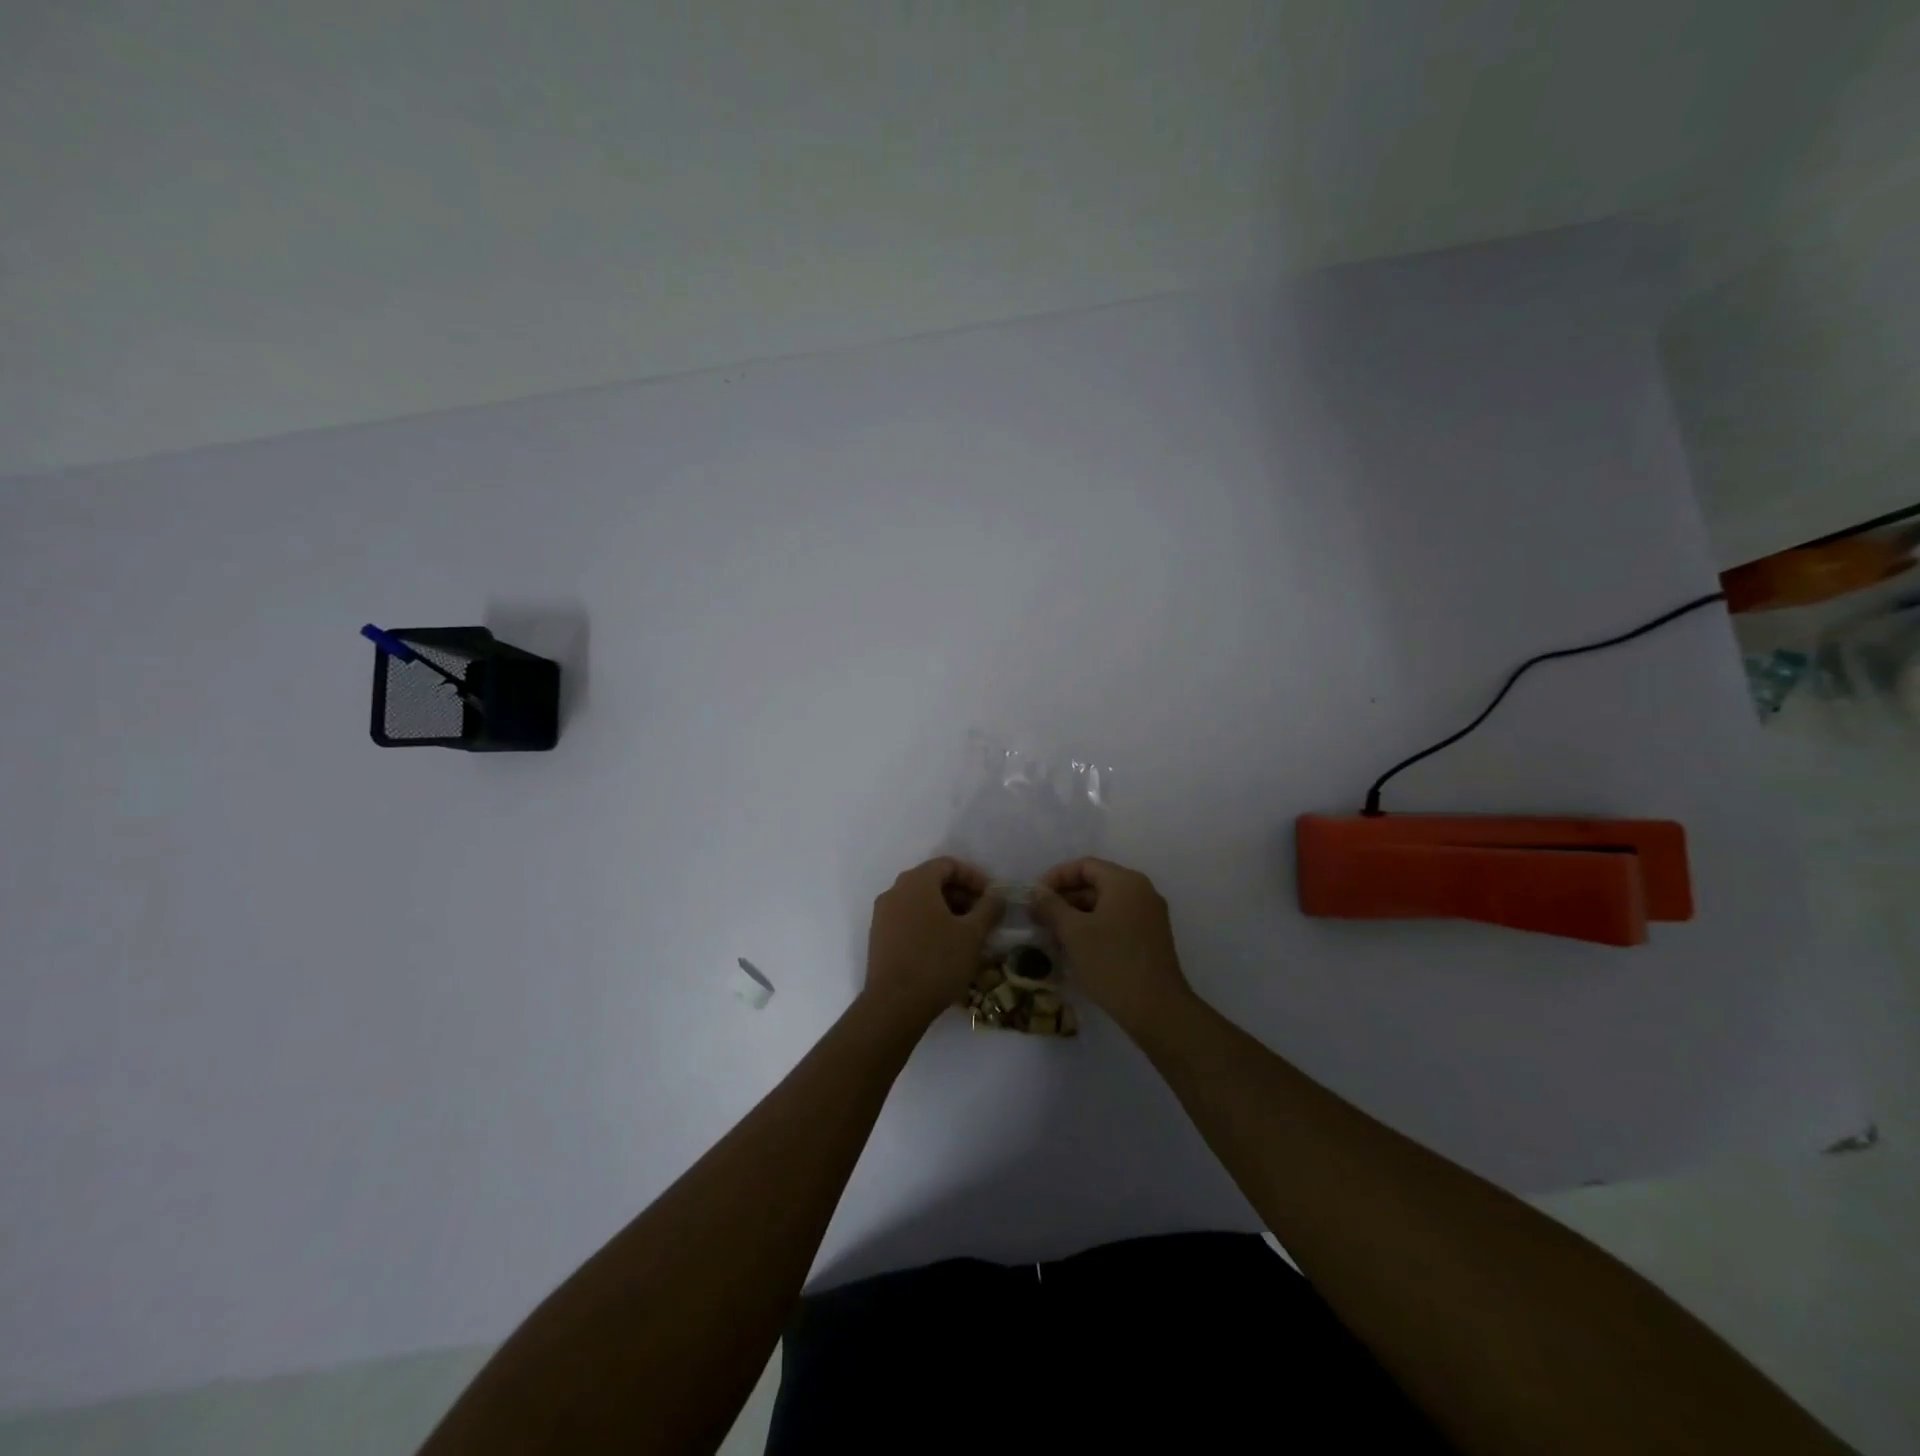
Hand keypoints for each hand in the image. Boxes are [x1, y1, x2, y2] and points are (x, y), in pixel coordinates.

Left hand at [863, 857, 1003, 1025]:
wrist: (894, 1005)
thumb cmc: (937, 962)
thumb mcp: (973, 934)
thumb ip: (989, 909)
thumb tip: (997, 895)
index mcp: (916, 882)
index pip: (947, 864)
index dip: (973, 877)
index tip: (991, 897)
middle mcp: (895, 891)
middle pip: (932, 881)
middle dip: (960, 895)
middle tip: (982, 917)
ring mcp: (883, 915)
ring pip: (919, 902)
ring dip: (946, 911)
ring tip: (966, 935)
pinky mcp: (878, 937)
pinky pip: (908, 919)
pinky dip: (928, 925)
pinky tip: (944, 948)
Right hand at [1031, 858, 1191, 1035]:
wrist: (1156, 1009)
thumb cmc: (1112, 962)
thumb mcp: (1074, 932)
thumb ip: (1051, 906)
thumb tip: (1037, 892)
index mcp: (1125, 882)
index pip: (1084, 866)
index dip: (1056, 877)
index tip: (1035, 896)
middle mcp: (1141, 892)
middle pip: (1096, 883)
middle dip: (1065, 898)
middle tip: (1040, 918)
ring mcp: (1149, 916)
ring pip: (1105, 904)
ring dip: (1077, 915)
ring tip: (1053, 936)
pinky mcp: (1150, 938)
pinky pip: (1116, 921)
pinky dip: (1094, 927)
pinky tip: (1075, 948)